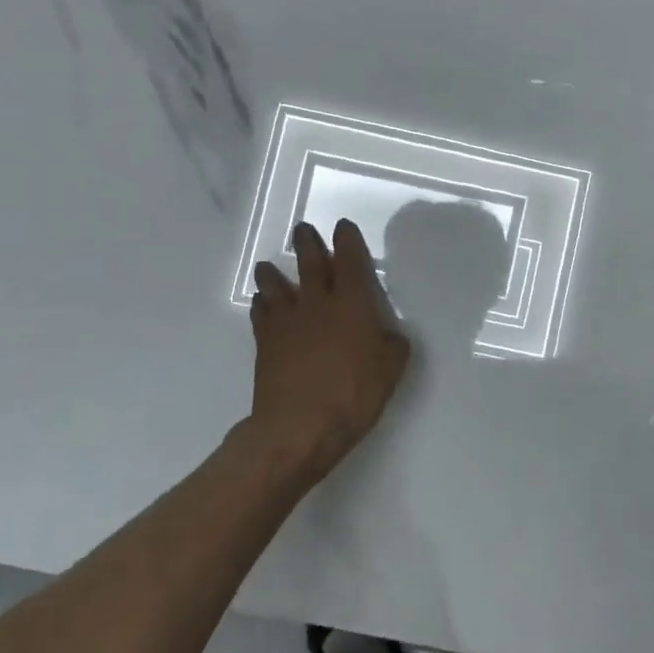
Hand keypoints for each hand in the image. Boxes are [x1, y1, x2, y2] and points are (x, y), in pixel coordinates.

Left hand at [247, 219, 411, 479]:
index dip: (347, 240)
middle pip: (310, 263)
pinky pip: (261, 314)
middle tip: (302, 230)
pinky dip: (261, 305)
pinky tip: (261, 304)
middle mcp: (317, 302)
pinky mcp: (265, 343)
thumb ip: (392, 344)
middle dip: (307, 243)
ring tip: (268, 267)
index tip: (343, 226)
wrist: (298, 426)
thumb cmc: (353, 393)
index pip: (350, 260)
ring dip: (273, 273)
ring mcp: (287, 321)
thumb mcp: (391, 369)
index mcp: (352, 302)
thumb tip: (387, 334)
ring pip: (276, 285)